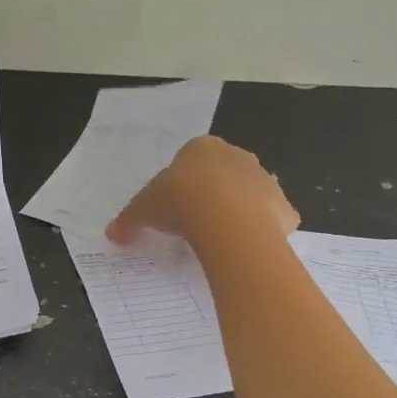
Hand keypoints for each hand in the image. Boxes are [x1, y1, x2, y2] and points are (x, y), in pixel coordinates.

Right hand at [107, 136, 297, 246]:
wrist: (225, 219)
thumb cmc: (179, 201)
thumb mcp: (143, 209)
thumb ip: (129, 219)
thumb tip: (111, 233)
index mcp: (202, 148)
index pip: (193, 159)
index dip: (184, 183)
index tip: (175, 205)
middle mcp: (238, 156)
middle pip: (225, 173)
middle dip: (215, 193)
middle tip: (197, 221)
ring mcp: (266, 180)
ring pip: (251, 195)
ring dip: (241, 211)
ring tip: (221, 238)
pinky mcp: (285, 208)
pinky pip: (272, 220)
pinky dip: (263, 232)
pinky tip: (245, 249)